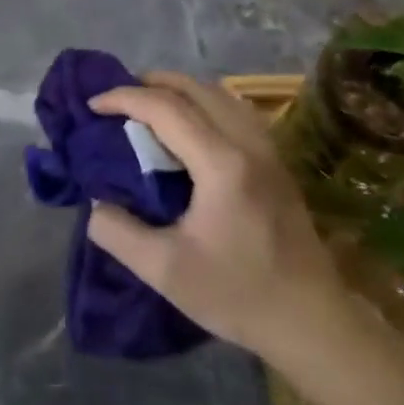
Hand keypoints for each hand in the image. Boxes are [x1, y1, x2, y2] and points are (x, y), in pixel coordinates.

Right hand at [85, 72, 348, 365]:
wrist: (310, 321)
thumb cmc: (237, 294)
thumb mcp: (164, 270)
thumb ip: (118, 232)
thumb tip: (96, 203)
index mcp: (221, 163)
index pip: (165, 108)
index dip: (124, 98)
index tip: (93, 105)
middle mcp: (248, 143)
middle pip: (196, 88)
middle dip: (151, 83)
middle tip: (117, 98)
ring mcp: (268, 150)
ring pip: (220, 95)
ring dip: (180, 90)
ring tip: (149, 106)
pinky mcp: (276, 162)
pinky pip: (235, 111)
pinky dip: (204, 103)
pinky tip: (189, 127)